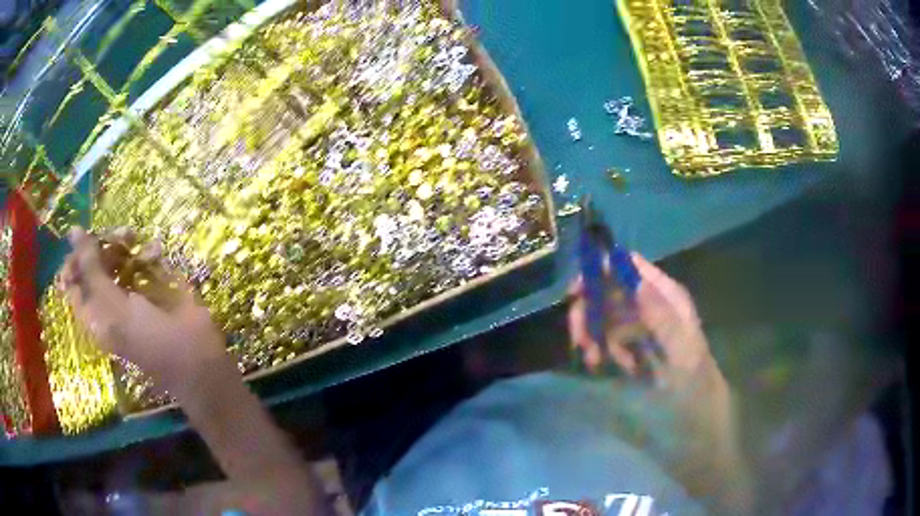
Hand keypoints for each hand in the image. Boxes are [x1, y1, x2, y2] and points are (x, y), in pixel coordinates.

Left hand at [60, 227, 226, 392]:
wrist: (195, 356)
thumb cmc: (150, 339)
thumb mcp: (114, 308)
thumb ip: (91, 270)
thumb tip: (73, 231)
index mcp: (93, 310)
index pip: (73, 276)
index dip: (77, 255)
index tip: (89, 241)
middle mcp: (107, 297)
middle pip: (94, 259)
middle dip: (104, 243)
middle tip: (117, 237)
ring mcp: (129, 289)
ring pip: (116, 253)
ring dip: (124, 242)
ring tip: (135, 237)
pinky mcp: (151, 283)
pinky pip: (141, 257)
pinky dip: (146, 250)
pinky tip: (155, 252)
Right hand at [568, 252, 724, 393]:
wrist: (695, 406)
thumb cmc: (693, 374)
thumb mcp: (681, 347)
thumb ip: (661, 316)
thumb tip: (635, 281)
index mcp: (664, 293)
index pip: (629, 266)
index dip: (601, 269)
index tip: (577, 291)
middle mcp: (648, 302)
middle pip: (608, 289)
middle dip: (589, 311)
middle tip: (579, 338)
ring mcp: (637, 322)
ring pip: (601, 315)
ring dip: (590, 334)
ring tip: (593, 359)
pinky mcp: (629, 342)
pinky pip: (604, 337)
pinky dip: (598, 349)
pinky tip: (601, 365)